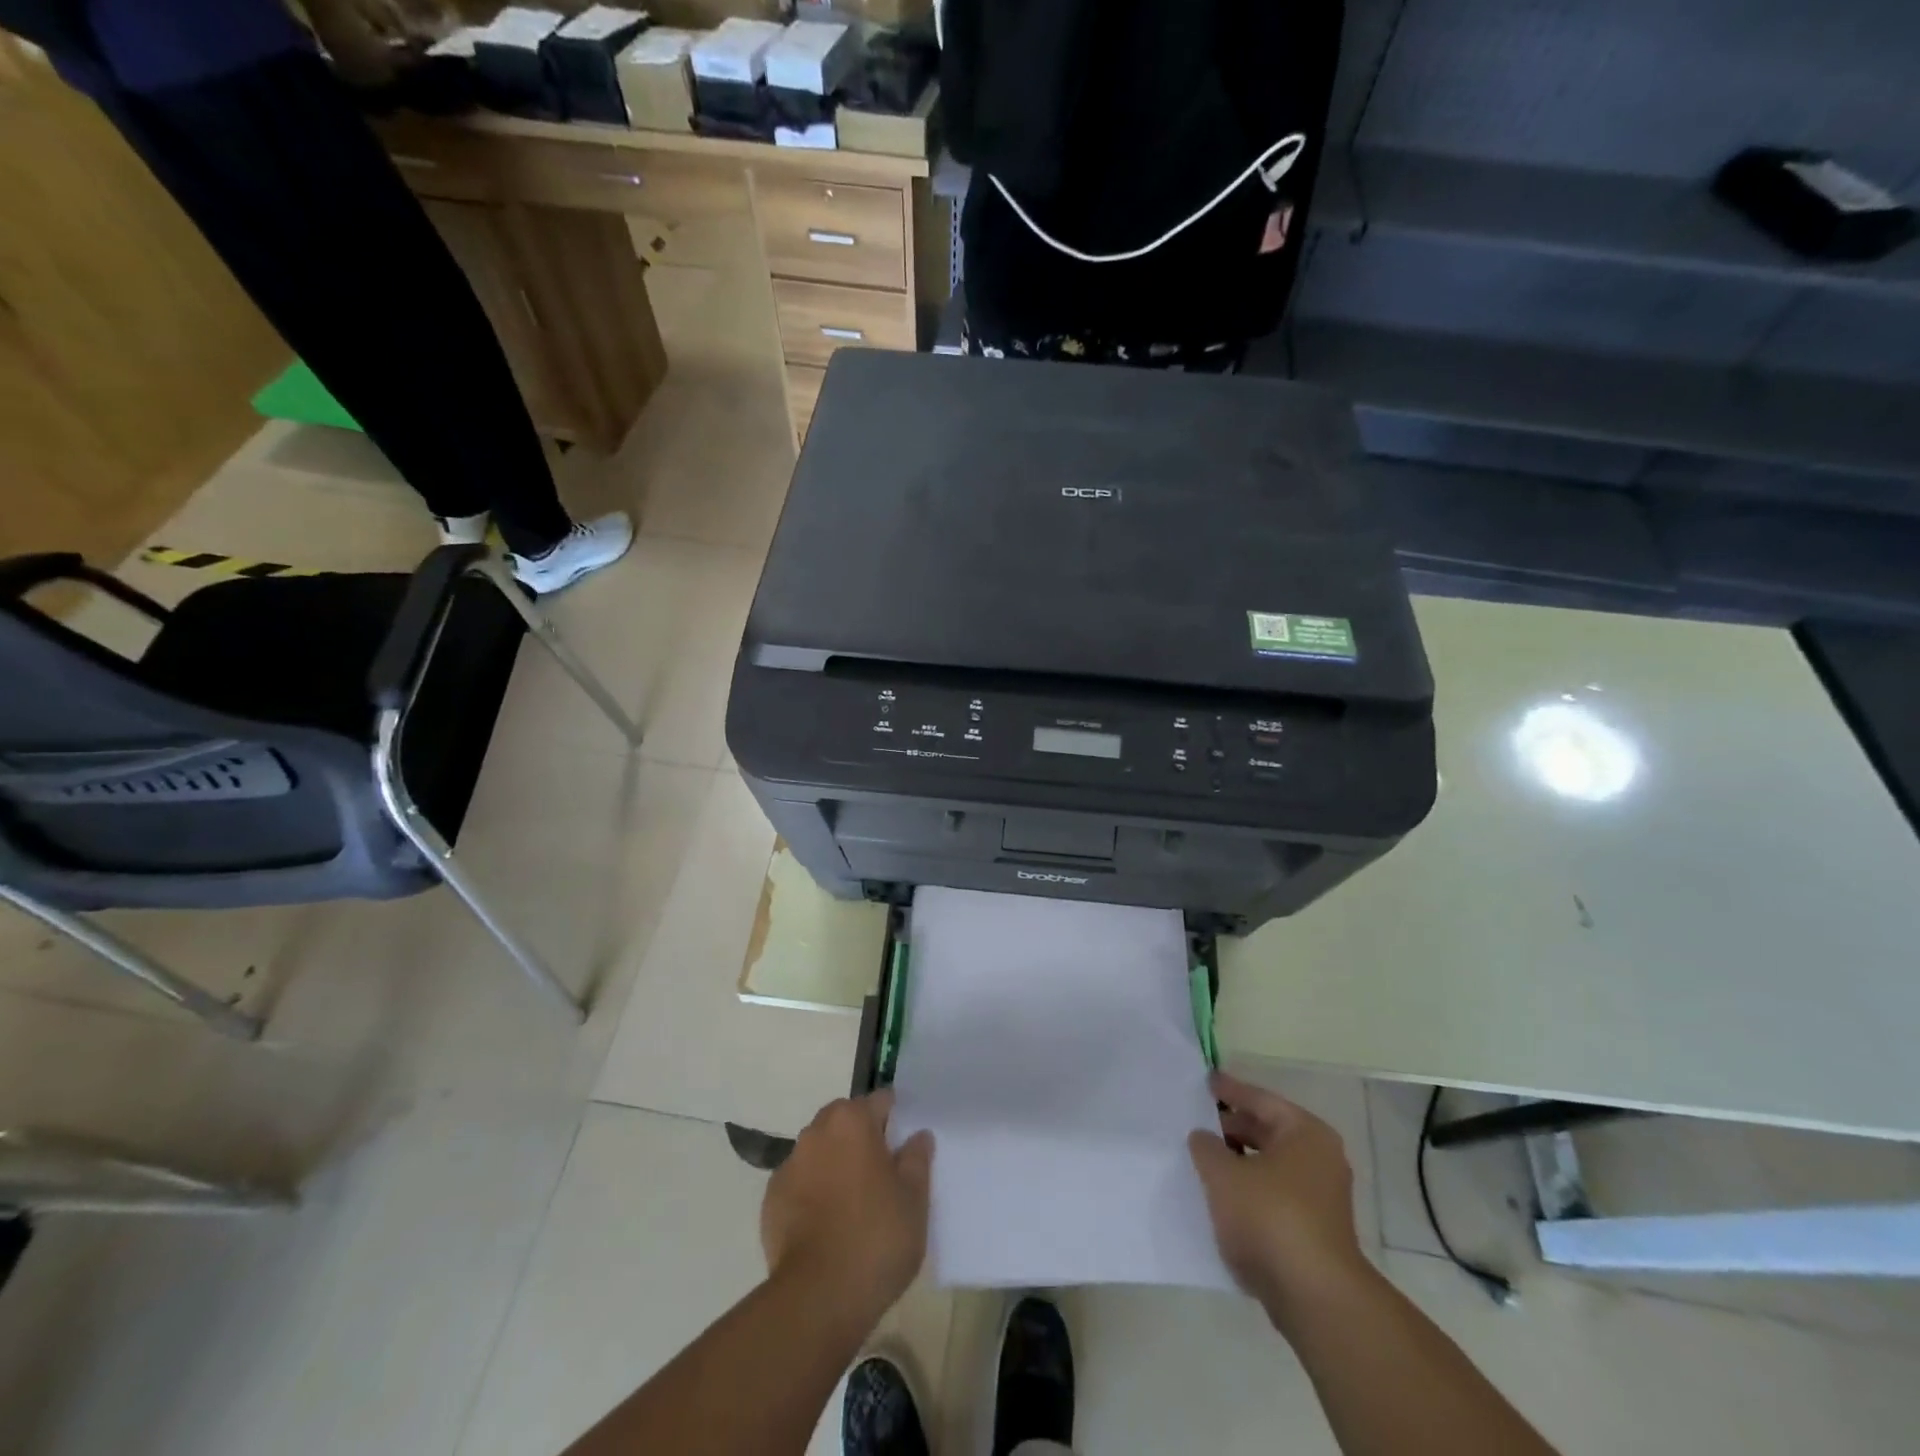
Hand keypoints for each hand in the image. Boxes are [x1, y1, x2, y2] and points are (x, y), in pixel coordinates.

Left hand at [761, 1091, 933, 1317]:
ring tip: (852, 1202)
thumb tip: (918, 1135)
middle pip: (844, 1121)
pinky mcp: (771, 1200)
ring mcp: (789, 1165)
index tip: (904, 1143)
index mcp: (852, 1121)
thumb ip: (917, 1159)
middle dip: (861, 1137)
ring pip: (819, 1150)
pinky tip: (826, 1224)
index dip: (894, 1118)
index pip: (880, 1101)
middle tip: (881, 1173)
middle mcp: (816, 1132)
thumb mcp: (914, 1199)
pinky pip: (799, 1182)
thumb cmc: (876, 1237)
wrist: (818, 1297)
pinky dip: (813, 1192)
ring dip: (834, 1162)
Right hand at [1189, 1071, 1372, 1321]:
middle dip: (1233, 1127)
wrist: (1314, 1297)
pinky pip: (1274, 1196)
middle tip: (1198, 1121)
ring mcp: (1322, 1198)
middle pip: (1268, 1132)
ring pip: (1271, 1166)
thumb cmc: (1269, 1217)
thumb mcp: (1223, 1174)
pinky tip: (1222, 1197)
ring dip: (1240, 1162)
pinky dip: (1250, 1190)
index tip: (1205, 1081)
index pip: (1261, 1100)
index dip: (1230, 1090)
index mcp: (1305, 1133)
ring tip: (1204, 1159)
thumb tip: (1203, 1136)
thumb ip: (1206, 1147)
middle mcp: (1320, 1159)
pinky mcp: (1314, 1232)